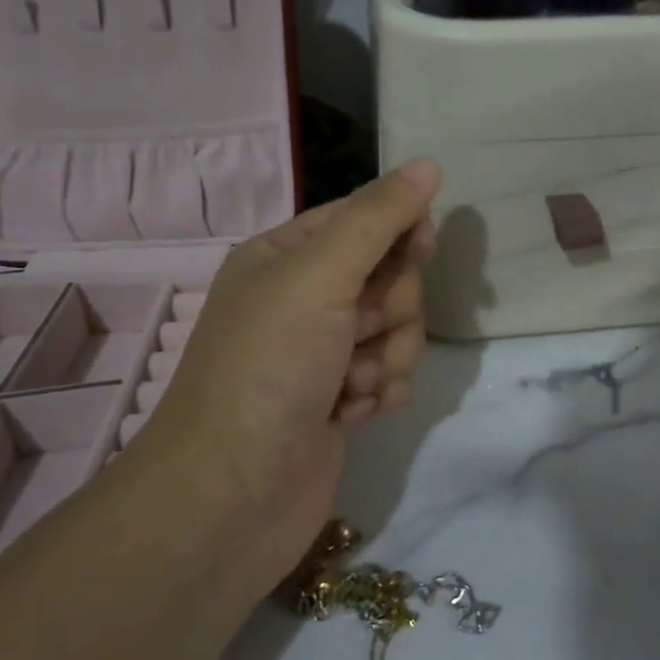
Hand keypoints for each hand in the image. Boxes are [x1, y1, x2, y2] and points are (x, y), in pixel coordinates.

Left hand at [134, 160, 441, 590]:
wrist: (231, 495)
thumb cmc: (268, 368)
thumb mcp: (319, 277)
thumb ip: (378, 219)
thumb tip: (428, 163)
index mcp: (284, 255)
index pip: (362, 218)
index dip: (399, 230)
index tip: (421, 251)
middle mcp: (302, 298)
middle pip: (387, 276)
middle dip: (388, 309)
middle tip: (357, 334)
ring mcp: (321, 352)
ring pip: (395, 328)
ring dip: (385, 357)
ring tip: (351, 386)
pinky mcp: (339, 399)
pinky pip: (390, 374)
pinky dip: (379, 392)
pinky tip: (352, 414)